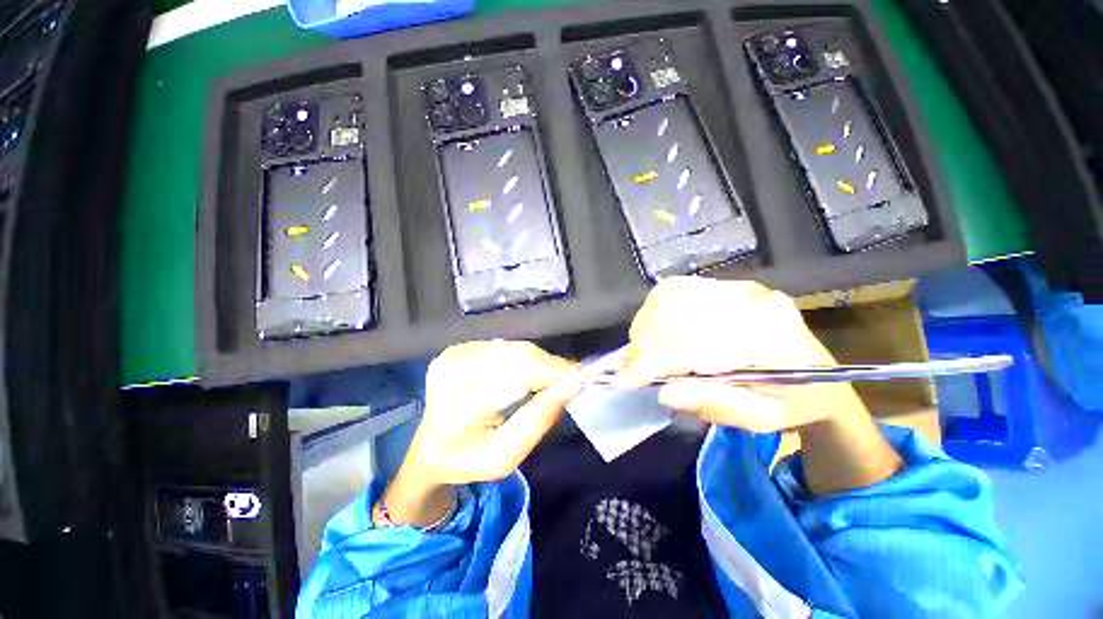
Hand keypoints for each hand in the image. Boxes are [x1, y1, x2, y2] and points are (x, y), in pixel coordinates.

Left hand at [379, 340, 579, 526]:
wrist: (430, 450)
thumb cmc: (467, 461)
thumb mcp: (505, 457)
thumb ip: (538, 421)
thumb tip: (571, 387)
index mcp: (458, 401)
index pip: (516, 370)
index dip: (551, 370)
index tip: (579, 378)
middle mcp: (453, 368)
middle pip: (517, 354)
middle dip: (548, 366)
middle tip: (568, 382)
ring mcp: (453, 354)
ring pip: (513, 348)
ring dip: (536, 363)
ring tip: (548, 381)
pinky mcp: (459, 349)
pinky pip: (503, 347)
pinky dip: (521, 359)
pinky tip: (524, 375)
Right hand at [617, 276, 840, 432]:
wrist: (820, 375)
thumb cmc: (793, 403)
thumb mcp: (762, 420)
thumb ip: (716, 405)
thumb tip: (665, 392)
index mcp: (773, 341)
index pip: (694, 343)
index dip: (652, 361)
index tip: (624, 380)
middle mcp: (756, 302)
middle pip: (677, 314)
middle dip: (643, 344)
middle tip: (630, 369)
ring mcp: (742, 288)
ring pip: (672, 295)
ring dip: (646, 324)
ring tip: (642, 351)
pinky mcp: (729, 285)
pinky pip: (678, 287)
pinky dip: (655, 308)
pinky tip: (655, 329)